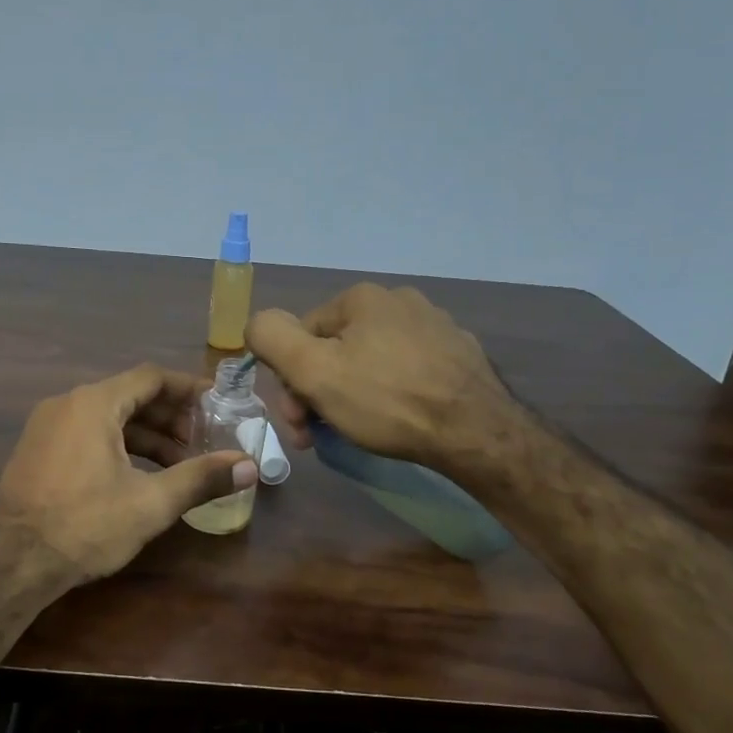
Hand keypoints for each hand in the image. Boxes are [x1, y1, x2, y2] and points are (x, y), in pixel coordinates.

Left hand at [0, 363, 256, 585]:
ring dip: (146, 436)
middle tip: (203, 441)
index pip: (151, 378)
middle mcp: (68, 404)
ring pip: (109, 418)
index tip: (218, 405)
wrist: (10, 562)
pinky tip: (139, 475)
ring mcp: (48, 426)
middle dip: (171, 418)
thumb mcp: (150, 503)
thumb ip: (201, 478)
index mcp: (94, 403)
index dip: (188, 389)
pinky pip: (88, 433)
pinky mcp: (38, 450)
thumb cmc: (84, 525)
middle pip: (130, 396)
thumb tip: (250, 466)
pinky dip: (119, 445)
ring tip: (179, 465)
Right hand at [246, 283, 516, 470]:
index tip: (299, 423)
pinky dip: (393, 394)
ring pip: (371, 362)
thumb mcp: (313, 371)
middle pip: (336, 349)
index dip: (292, 381)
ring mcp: (435, 326)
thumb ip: (272, 338)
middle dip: (320, 392)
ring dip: (353, 395)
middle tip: (321, 435)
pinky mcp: (460, 355)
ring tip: (360, 431)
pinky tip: (399, 420)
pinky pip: (407, 371)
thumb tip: (256, 324)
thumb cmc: (387, 401)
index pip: (302, 336)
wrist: (477, 433)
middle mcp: (400, 300)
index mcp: (362, 297)